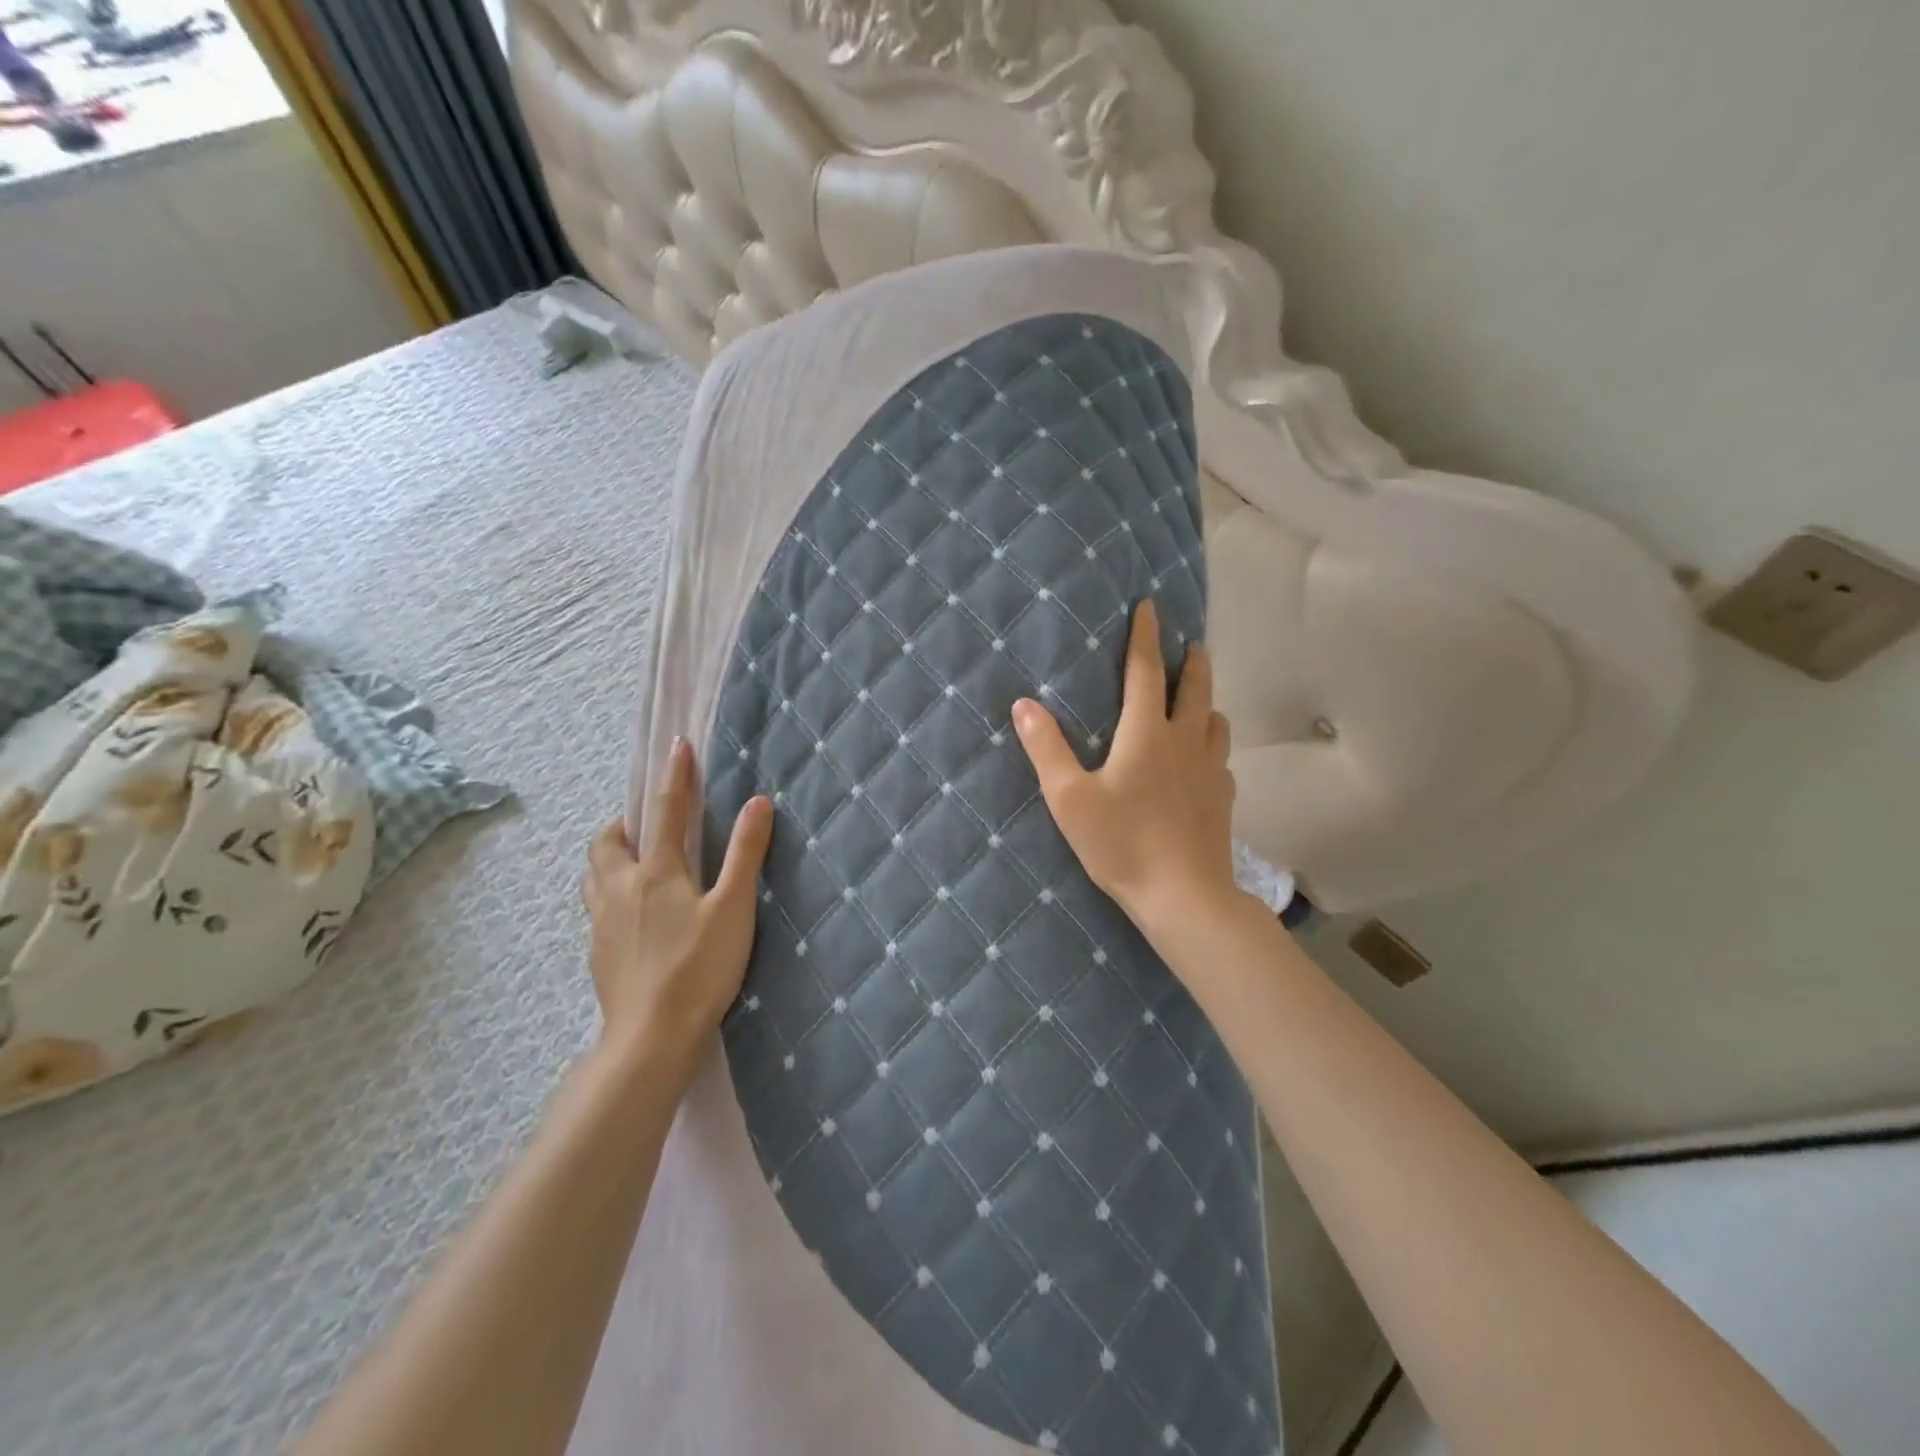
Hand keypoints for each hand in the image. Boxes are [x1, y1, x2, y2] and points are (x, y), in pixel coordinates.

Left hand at [582, 738, 772, 1088]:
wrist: (651, 1038)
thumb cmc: (699, 968)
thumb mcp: (733, 907)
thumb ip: (745, 853)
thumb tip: (758, 802)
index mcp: (654, 872)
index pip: (665, 810)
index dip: (674, 775)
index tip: (677, 745)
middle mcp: (619, 888)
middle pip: (606, 842)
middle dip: (625, 822)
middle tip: (649, 823)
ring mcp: (602, 922)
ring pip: (594, 873)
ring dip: (611, 856)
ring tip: (638, 862)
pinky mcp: (598, 952)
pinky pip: (598, 905)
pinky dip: (612, 891)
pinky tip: (636, 912)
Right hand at [1012, 599, 1240, 938]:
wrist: (1185, 896)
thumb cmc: (1122, 844)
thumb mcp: (1069, 798)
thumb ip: (1046, 748)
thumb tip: (1024, 703)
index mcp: (1146, 735)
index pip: (1146, 671)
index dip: (1145, 636)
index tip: (1150, 606)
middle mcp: (1185, 742)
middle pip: (1195, 688)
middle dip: (1192, 660)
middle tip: (1190, 644)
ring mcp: (1211, 771)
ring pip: (1215, 721)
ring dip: (1206, 701)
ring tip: (1197, 700)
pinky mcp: (1223, 799)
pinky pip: (1222, 757)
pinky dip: (1212, 743)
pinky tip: (1204, 759)